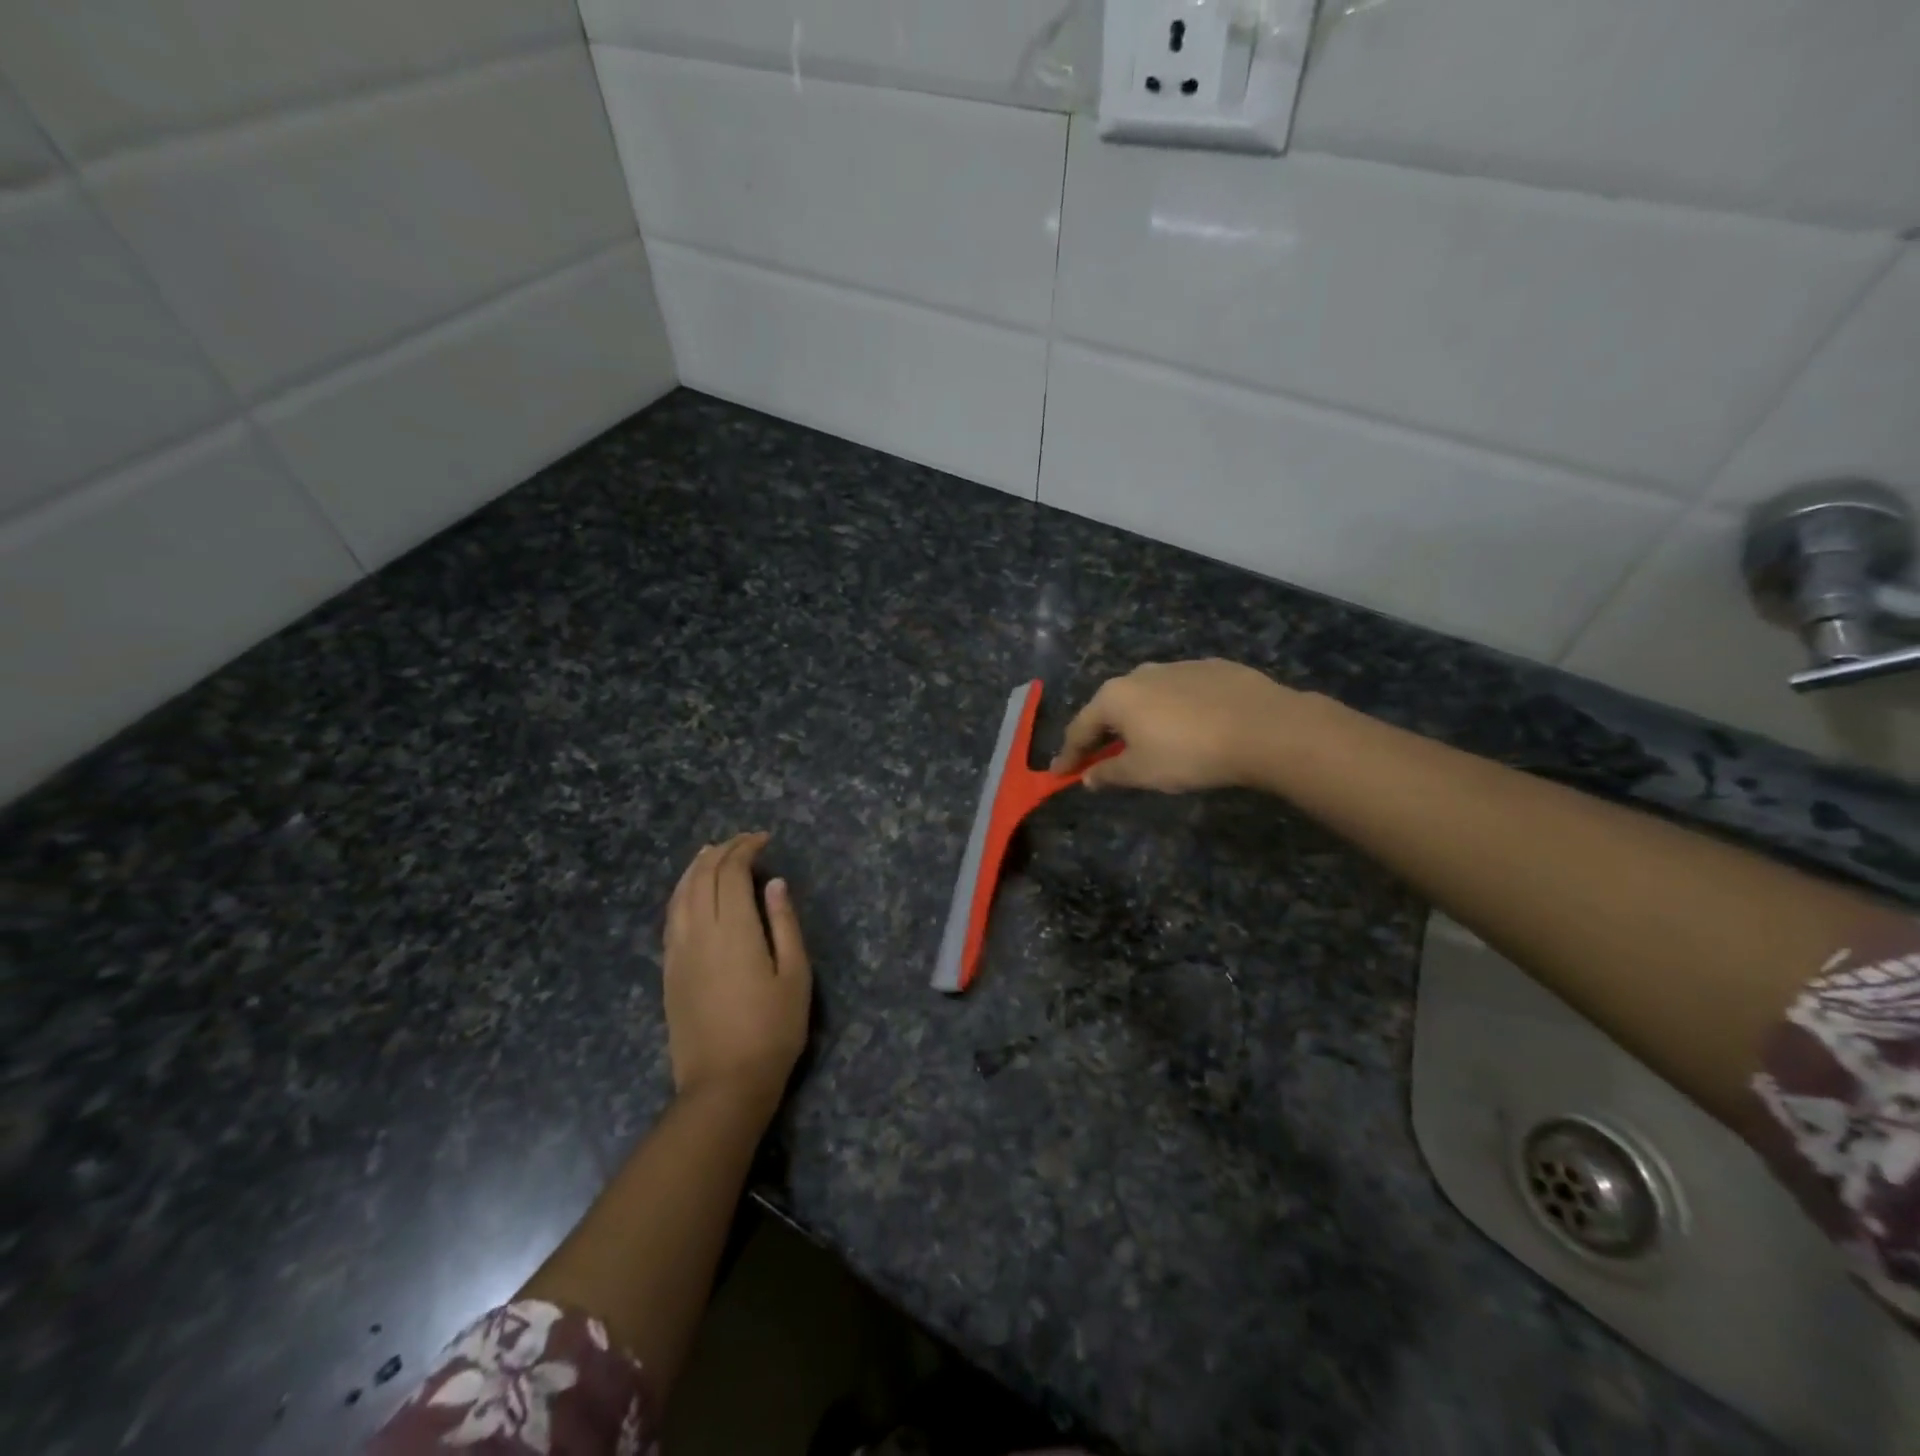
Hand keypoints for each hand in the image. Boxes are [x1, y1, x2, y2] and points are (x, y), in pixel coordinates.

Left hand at [663, 832, 811, 1110]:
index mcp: (735, 930)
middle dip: (722, 851)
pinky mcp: (669, 970)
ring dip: (696, 867)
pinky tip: (689, 891)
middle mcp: (700, 931)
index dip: (746, 849)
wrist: (724, 1083)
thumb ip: (784, 924)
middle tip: (743, 841)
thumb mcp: (795, 975)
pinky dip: (681, 893)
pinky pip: (671, 917)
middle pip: (703, 877)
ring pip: (681, 894)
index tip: (764, 839)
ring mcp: (679, 951)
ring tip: (711, 852)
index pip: (732, 873)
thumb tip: (774, 884)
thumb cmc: (772, 1030)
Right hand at [1050, 659, 1300, 792]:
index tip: (1059, 773)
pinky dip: (1173, 710)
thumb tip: (1087, 777)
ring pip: (1146, 696)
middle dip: (1102, 734)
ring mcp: (1177, 666)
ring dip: (1139, 719)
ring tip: (1147, 741)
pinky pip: (1180, 692)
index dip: (1068, 755)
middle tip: (1099, 757)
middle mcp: (1140, 673)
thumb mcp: (1142, 772)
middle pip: (1111, 707)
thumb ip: (1109, 774)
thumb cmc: (1189, 753)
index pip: (1080, 729)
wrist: (1263, 727)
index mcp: (1115, 696)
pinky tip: (1190, 726)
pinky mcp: (1212, 668)